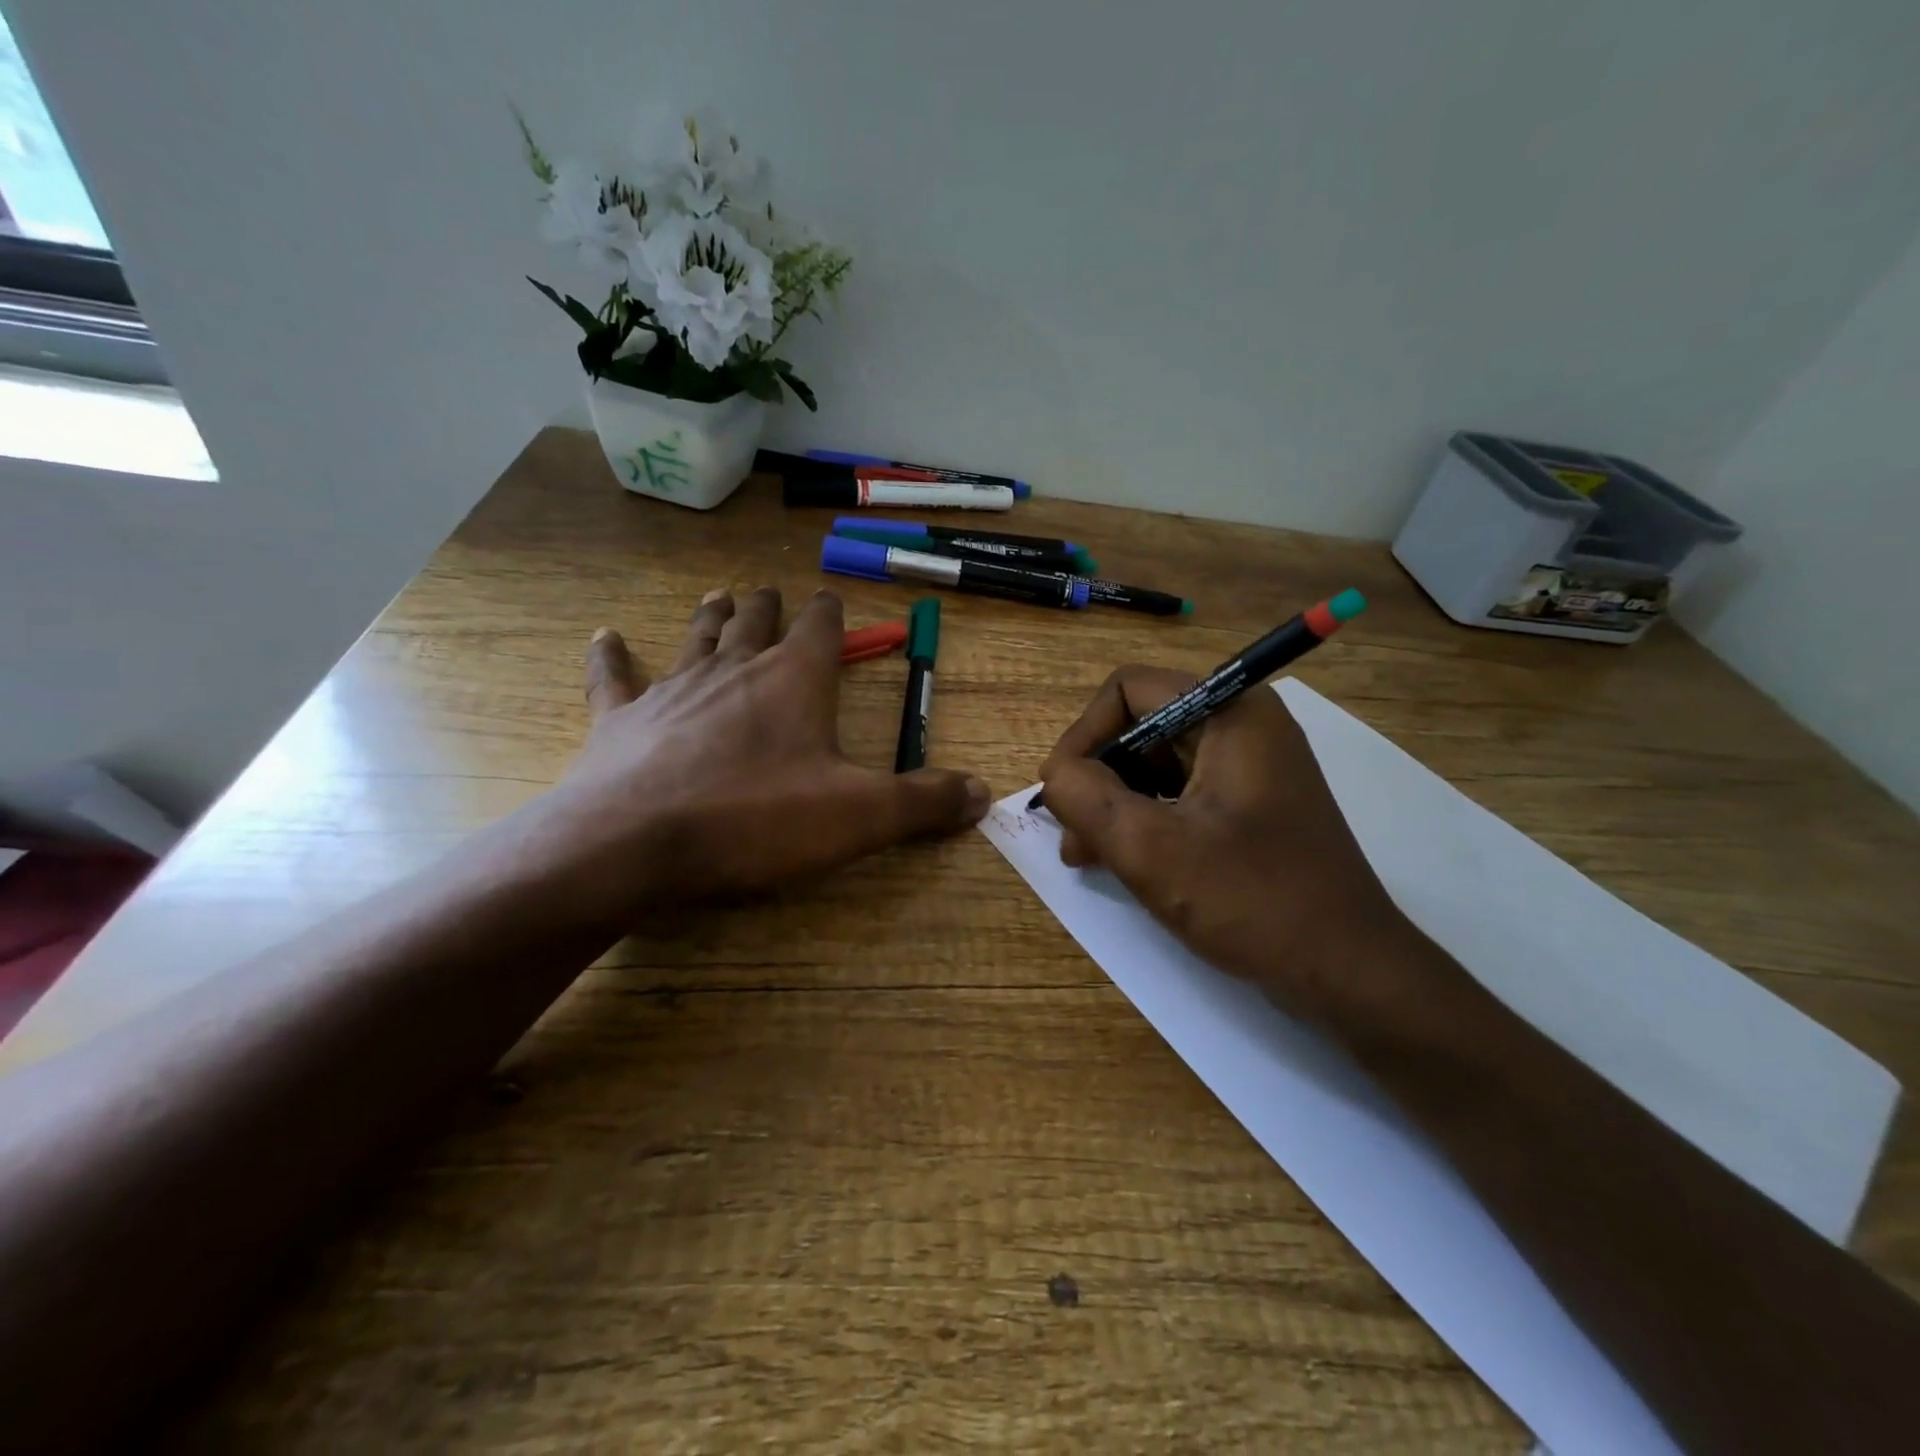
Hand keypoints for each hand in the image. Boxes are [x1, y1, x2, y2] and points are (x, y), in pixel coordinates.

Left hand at [529, 586, 988, 926]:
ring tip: (719, 594)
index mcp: (794, 680)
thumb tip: (982, 794)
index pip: (819, 628)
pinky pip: (615, 678)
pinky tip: (604, 635)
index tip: (829, 598)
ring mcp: (672, 689)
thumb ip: (923, 801)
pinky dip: (611, 656)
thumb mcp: (859, 816)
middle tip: (770, 590)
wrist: (636, 843)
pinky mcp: (620, 719)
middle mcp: (735, 669)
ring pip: (697, 638)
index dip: (828, 611)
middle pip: (755, 622)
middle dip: (768, 605)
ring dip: (711, 616)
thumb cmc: (757, 820)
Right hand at [1039, 667, 1425, 1025]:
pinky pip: (1179, 794)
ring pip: (1156, 764)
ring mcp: (1249, 768)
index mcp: (1230, 713)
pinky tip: (1121, 860)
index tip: (1062, 790)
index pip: (1129, 690)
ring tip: (1086, 855)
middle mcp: (1242, 726)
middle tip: (1071, 833)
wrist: (1348, 972)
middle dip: (1097, 776)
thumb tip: (1055, 774)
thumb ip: (1086, 798)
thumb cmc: (1252, 900)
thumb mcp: (1151, 848)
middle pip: (1141, 726)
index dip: (1085, 734)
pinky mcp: (1250, 806)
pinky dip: (1144, 819)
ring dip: (1114, 803)